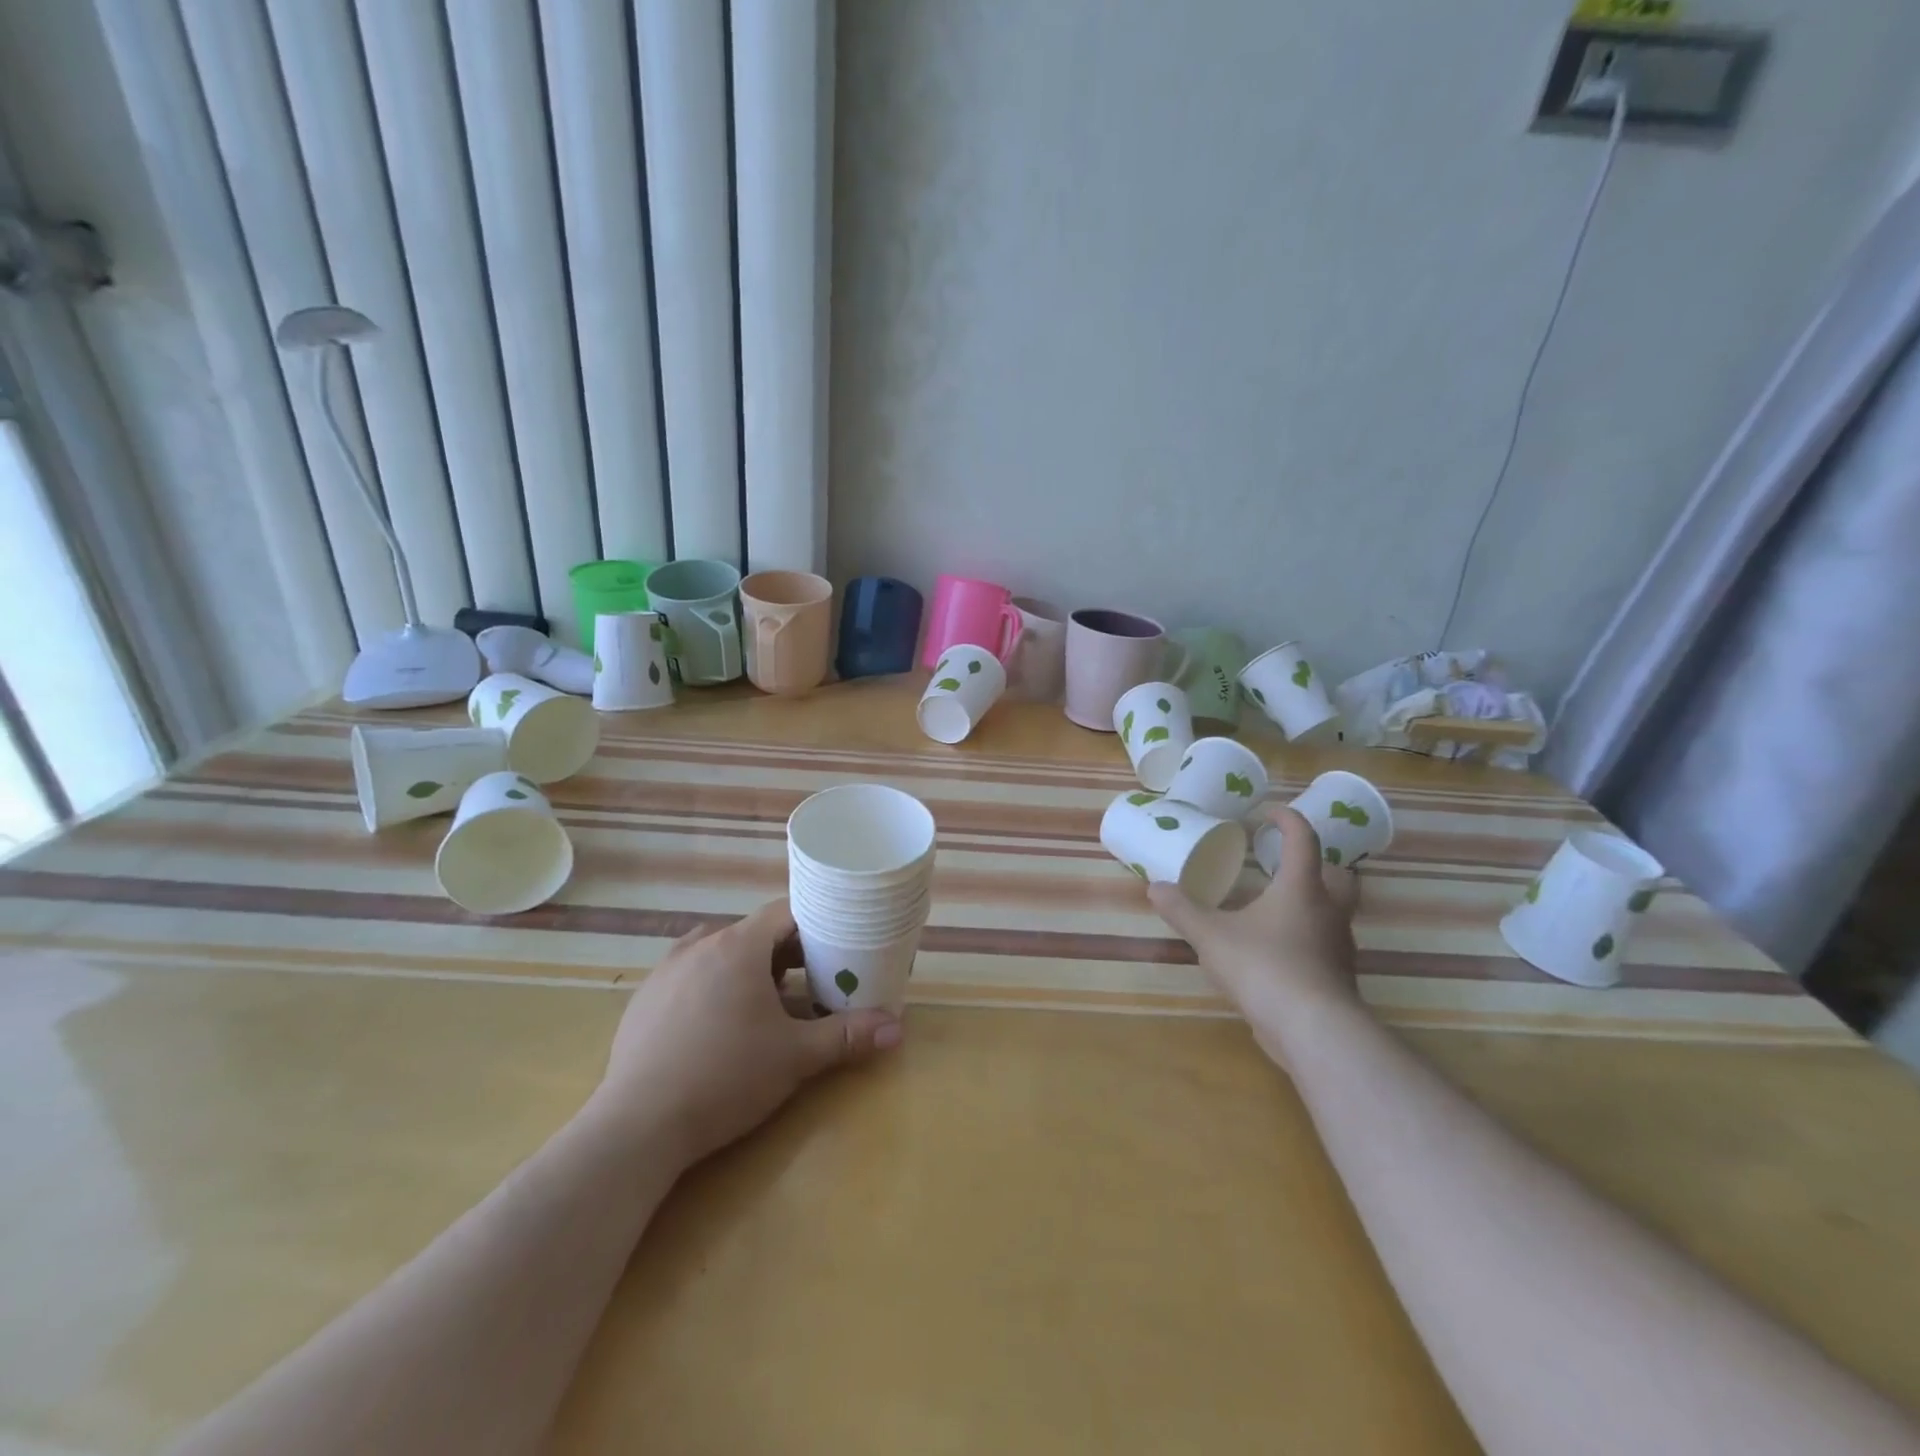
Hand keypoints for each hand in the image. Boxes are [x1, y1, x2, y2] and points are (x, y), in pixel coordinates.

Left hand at [589, 899, 902, 1165]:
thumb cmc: (725, 1078)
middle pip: (753, 933)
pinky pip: (689, 975)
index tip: (837, 943)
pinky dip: (713, 985)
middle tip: (813, 980)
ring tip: (768, 1002)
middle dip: (786, 953)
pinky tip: (719, 1024)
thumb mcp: (795, 1057)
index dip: (815, 924)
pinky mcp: (644, 999)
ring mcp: (666, 971)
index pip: (785, 913)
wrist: (637, 1127)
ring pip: (719, 952)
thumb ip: (847, 1036)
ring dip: (748, 968)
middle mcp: (700, 946)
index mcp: (738, 946)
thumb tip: (897, 1028)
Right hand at [1149, 807, 1361, 1054]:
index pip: (1303, 840)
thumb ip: (1183, 910)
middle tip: (1286, 864)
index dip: (1288, 820)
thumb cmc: (1264, 967)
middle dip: (1317, 863)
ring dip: (1312, 903)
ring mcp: (1339, 946)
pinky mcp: (1339, 977)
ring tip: (1275, 908)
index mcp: (1301, 888)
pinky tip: (1278, 951)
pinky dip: (1307, 938)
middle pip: (1338, 875)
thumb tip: (1154, 887)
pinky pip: (1326, 945)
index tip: (1270, 814)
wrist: (1313, 1029)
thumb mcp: (1211, 936)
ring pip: (1335, 912)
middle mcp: (1328, 911)